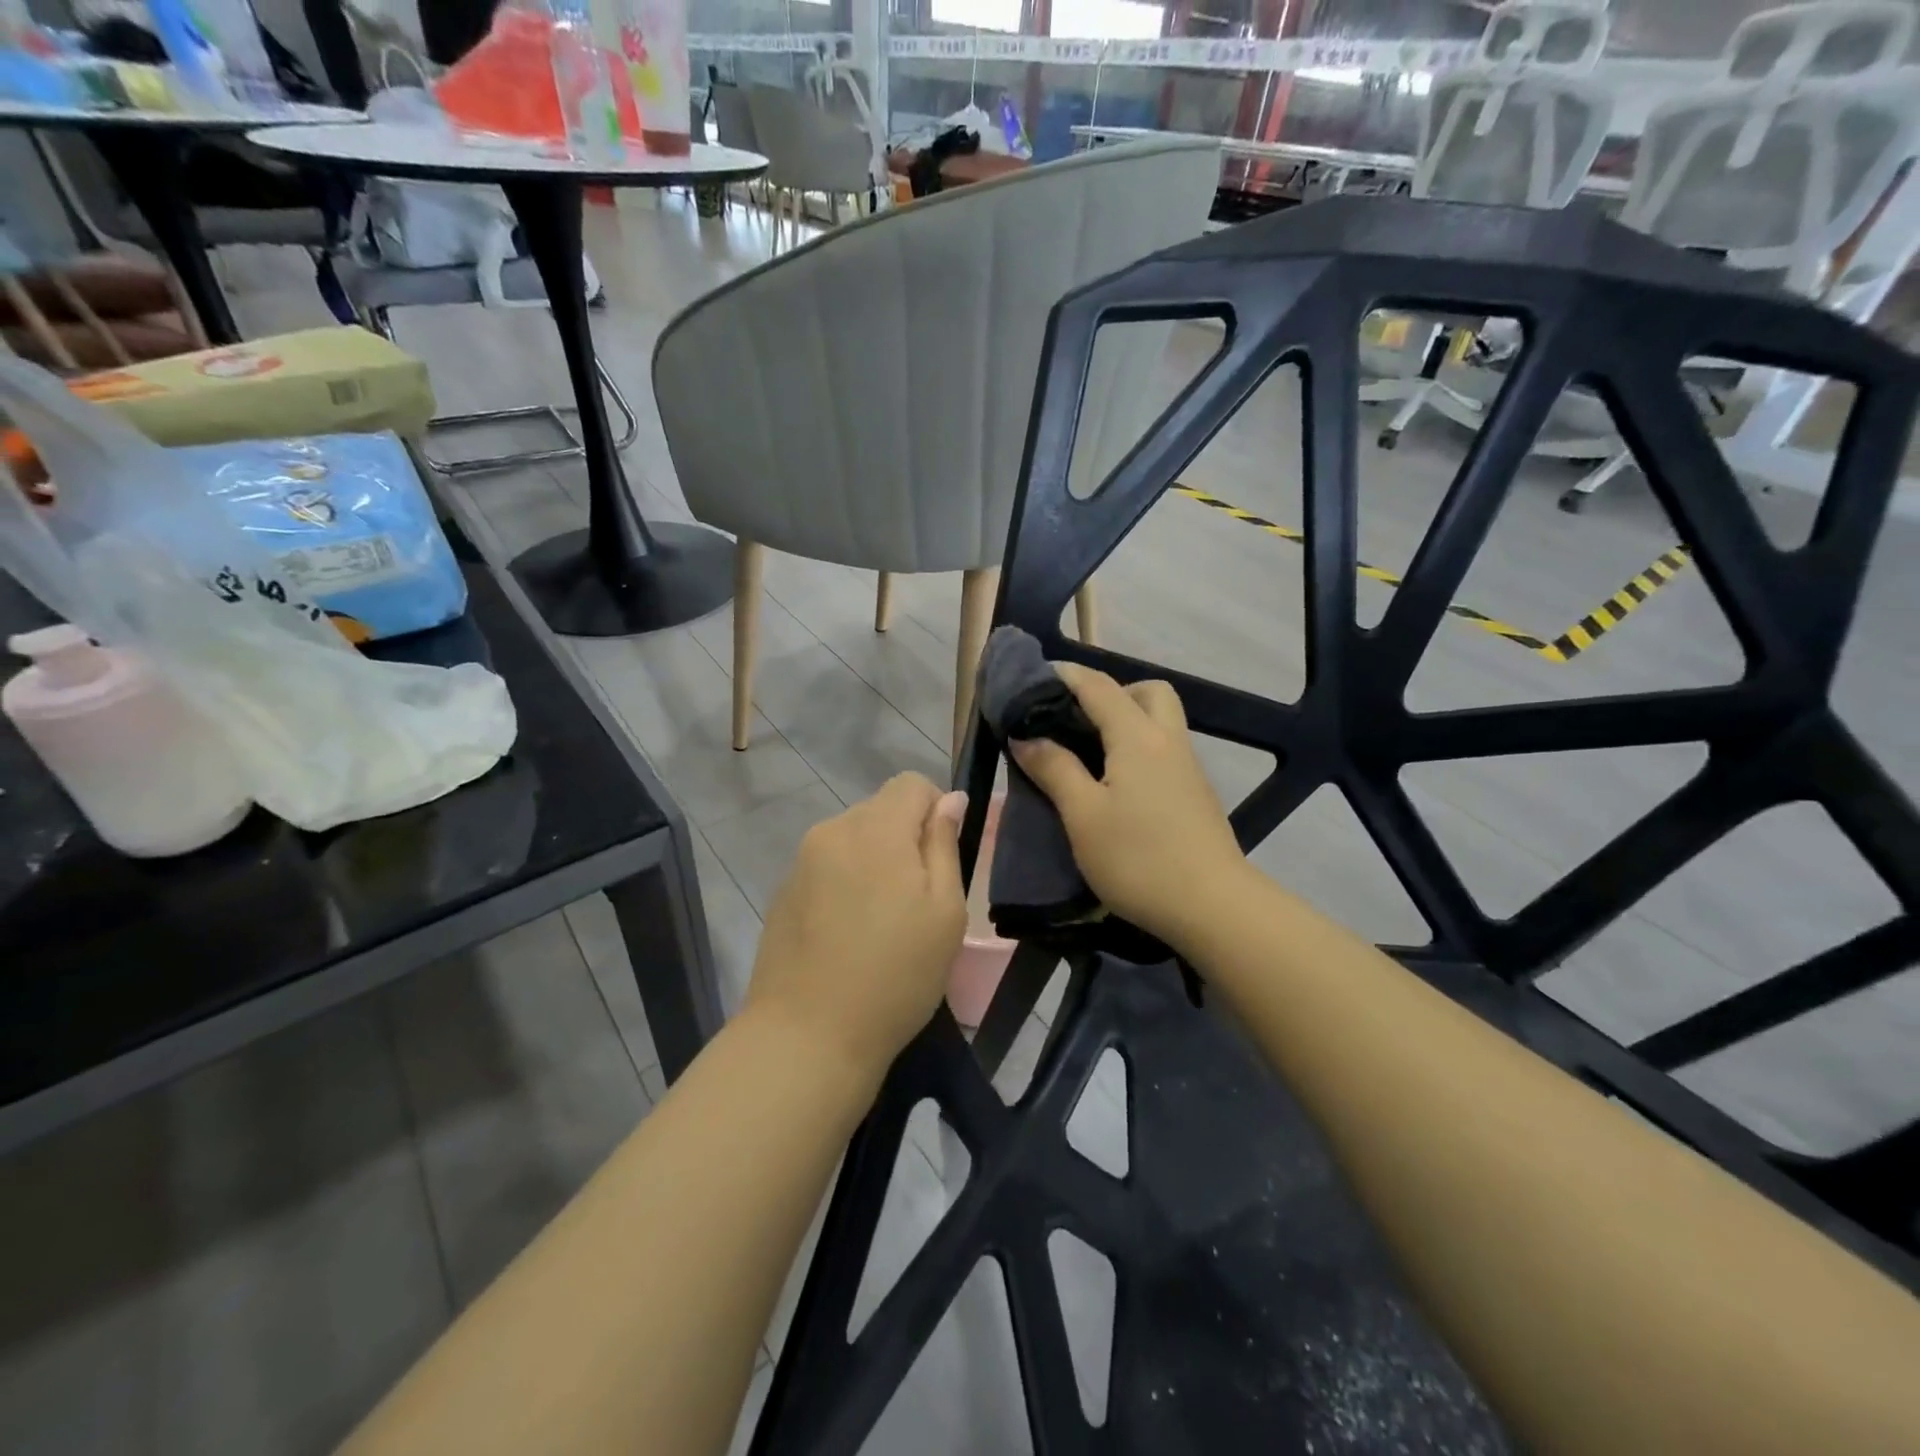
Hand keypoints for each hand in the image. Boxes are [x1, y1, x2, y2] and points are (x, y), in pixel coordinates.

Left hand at [745, 774, 967, 1078]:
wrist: (807, 1037)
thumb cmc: (894, 976)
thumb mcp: (945, 912)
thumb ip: (945, 845)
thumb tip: (949, 800)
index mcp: (875, 829)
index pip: (912, 783)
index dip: (936, 810)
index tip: (940, 861)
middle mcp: (832, 831)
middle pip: (880, 809)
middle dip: (905, 839)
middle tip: (916, 901)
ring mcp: (801, 861)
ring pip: (853, 839)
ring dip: (874, 862)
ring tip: (881, 922)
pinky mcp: (782, 891)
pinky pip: (827, 867)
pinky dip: (846, 884)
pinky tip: (848, 935)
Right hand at [1010, 664, 1248, 945]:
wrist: (1212, 906)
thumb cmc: (1138, 858)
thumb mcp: (1083, 815)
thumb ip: (1054, 769)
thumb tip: (1026, 737)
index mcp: (1137, 737)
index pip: (1098, 687)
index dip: (1065, 676)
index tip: (1034, 679)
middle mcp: (1168, 740)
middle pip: (1147, 691)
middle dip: (1111, 692)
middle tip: (1077, 720)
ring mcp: (1188, 768)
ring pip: (1161, 720)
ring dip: (1127, 720)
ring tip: (1089, 753)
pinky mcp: (1196, 794)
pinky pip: (1165, 750)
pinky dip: (1139, 747)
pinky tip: (1117, 783)